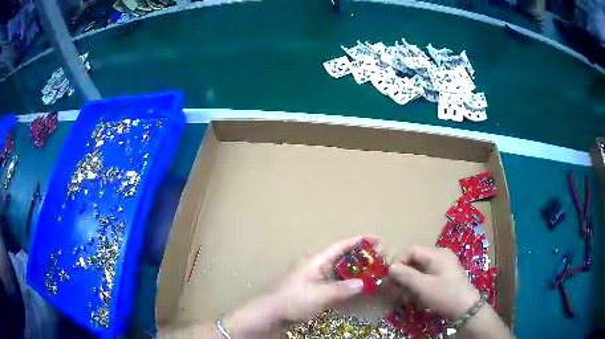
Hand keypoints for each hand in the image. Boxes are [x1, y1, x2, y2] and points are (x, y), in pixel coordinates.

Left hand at [271, 236, 379, 322]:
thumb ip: (342, 289)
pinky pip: (334, 279)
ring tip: (371, 271)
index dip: (360, 241)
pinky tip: (354, 285)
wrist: (272, 312)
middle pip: (342, 256)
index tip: (377, 239)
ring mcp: (314, 276)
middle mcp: (316, 264)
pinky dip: (346, 280)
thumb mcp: (321, 295)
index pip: (342, 245)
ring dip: (354, 269)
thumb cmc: (295, 300)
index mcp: (317, 260)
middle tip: (379, 258)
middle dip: (360, 255)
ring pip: (339, 268)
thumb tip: (363, 283)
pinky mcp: (313, 287)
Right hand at [389, 246, 479, 319]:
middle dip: (404, 274)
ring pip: (421, 269)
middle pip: (416, 260)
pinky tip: (415, 296)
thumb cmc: (444, 295)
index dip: (399, 262)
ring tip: (404, 295)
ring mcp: (445, 265)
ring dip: (410, 281)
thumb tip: (390, 267)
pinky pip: (428, 275)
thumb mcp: (423, 286)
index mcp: (437, 254)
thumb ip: (405, 275)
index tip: (391, 278)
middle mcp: (441, 255)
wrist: (466, 308)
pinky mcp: (446, 275)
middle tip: (395, 289)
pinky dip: (419, 284)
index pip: (412, 251)